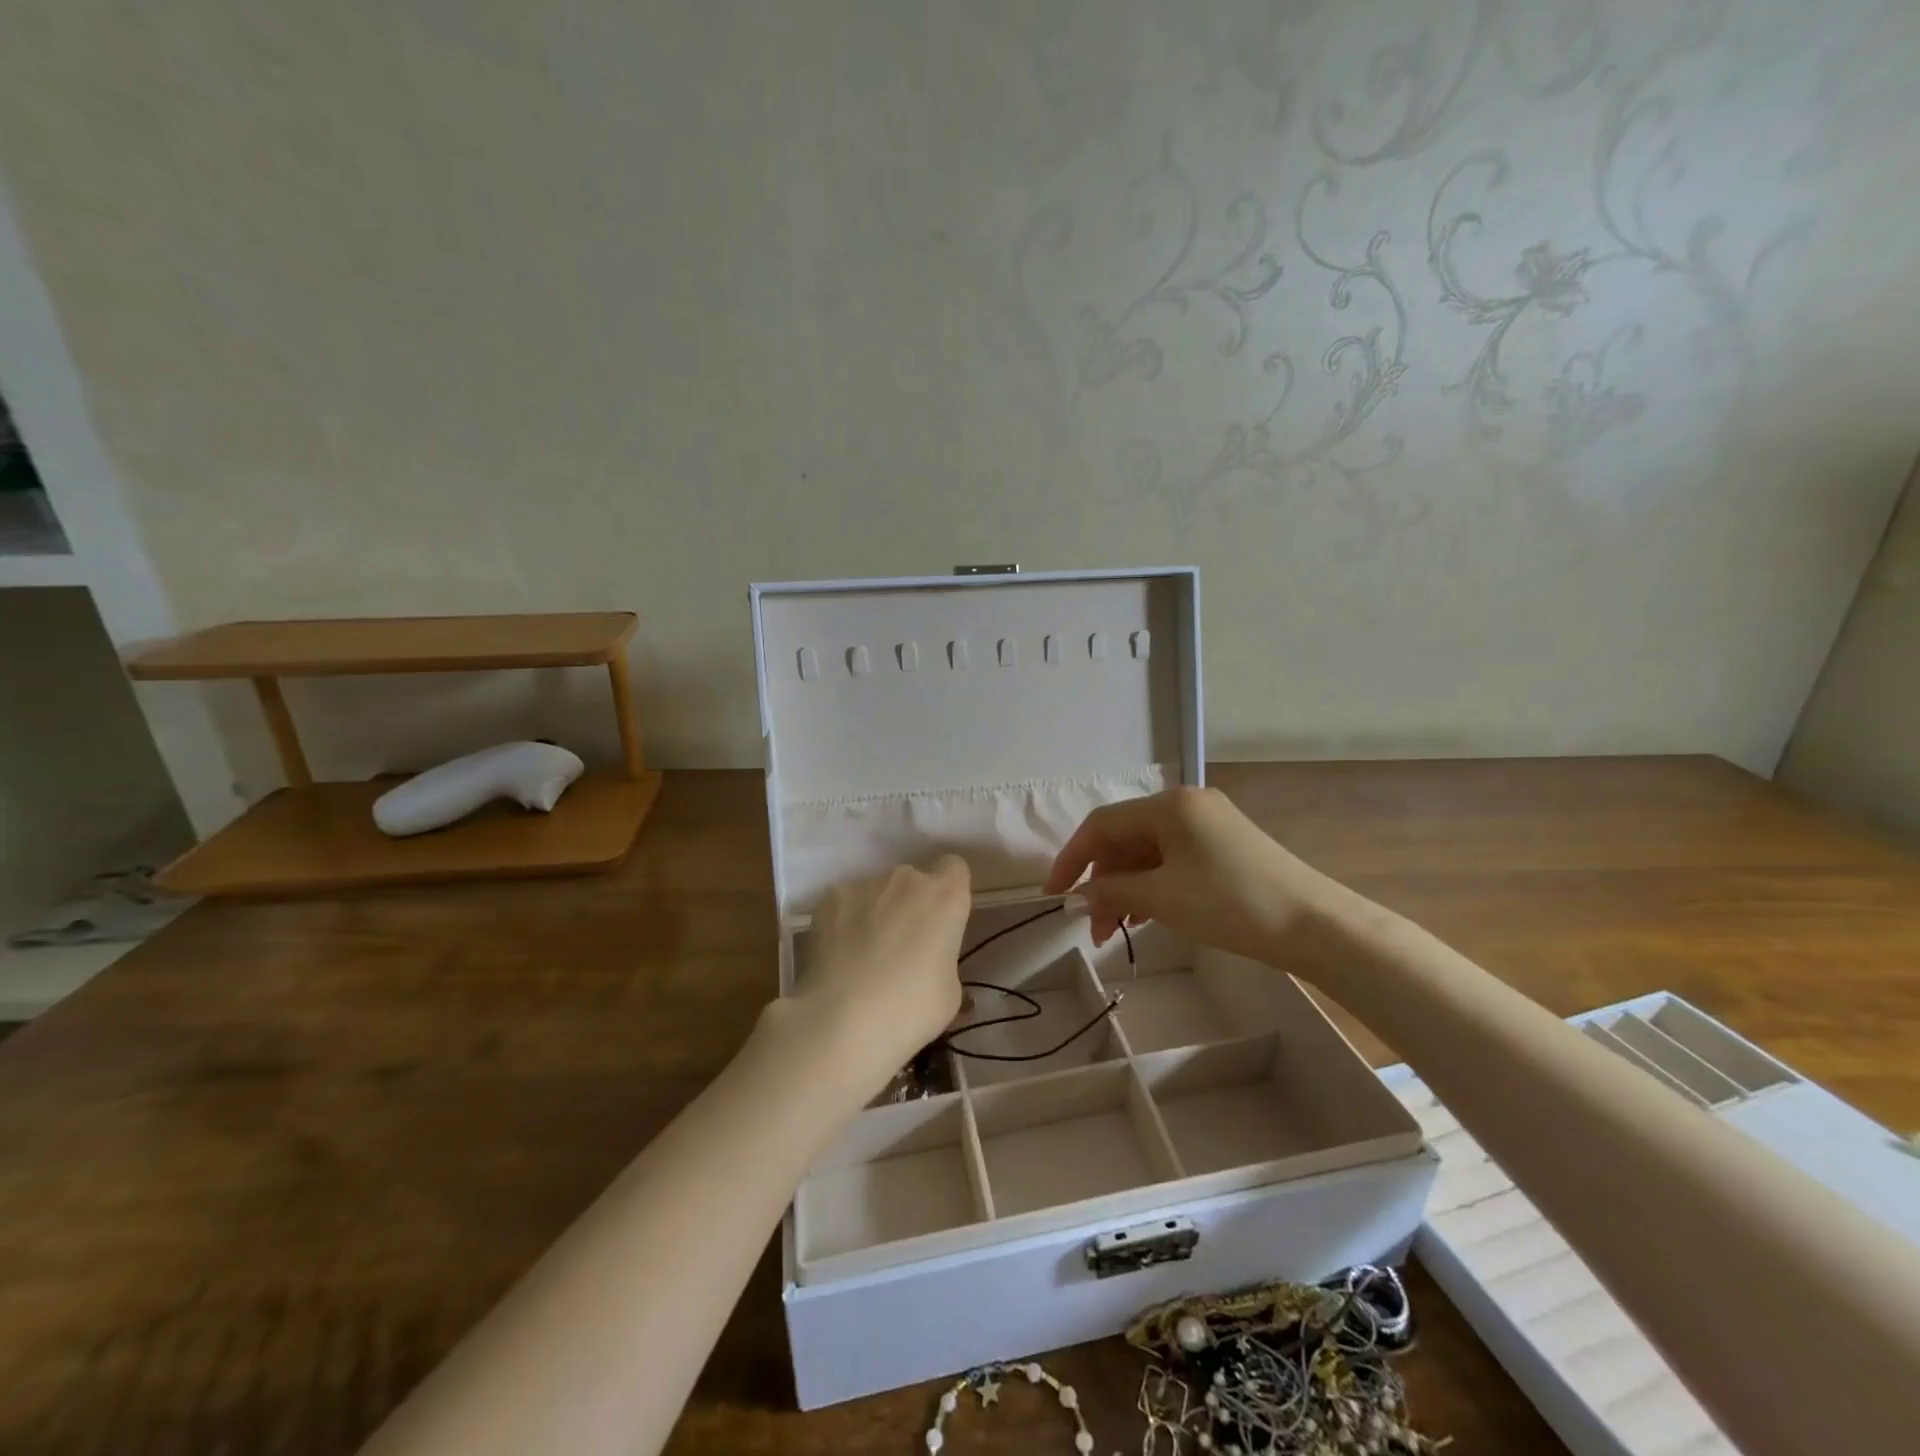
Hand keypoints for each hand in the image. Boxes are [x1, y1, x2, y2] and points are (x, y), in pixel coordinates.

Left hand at [799, 856, 972, 1074]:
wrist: (843, 1019)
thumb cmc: (912, 1009)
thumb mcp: (949, 993)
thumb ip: (943, 960)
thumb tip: (929, 963)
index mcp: (945, 896)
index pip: (954, 868)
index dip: (949, 891)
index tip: (943, 920)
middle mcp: (907, 879)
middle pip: (914, 881)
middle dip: (911, 905)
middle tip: (903, 947)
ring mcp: (865, 885)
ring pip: (877, 892)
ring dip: (877, 912)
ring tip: (864, 956)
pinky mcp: (830, 898)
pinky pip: (846, 904)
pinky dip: (845, 921)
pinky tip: (839, 955)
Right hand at [1044, 787, 1330, 961]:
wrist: (1314, 925)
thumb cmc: (1230, 903)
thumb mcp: (1162, 898)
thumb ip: (1112, 892)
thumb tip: (1081, 897)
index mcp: (1168, 805)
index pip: (1101, 825)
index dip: (1071, 859)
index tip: (1053, 895)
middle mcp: (1186, 805)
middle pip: (1125, 838)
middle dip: (1103, 882)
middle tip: (1093, 928)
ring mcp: (1208, 824)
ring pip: (1148, 853)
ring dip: (1127, 889)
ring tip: (1117, 932)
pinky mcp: (1225, 846)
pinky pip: (1173, 860)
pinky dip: (1153, 886)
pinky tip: (1147, 916)